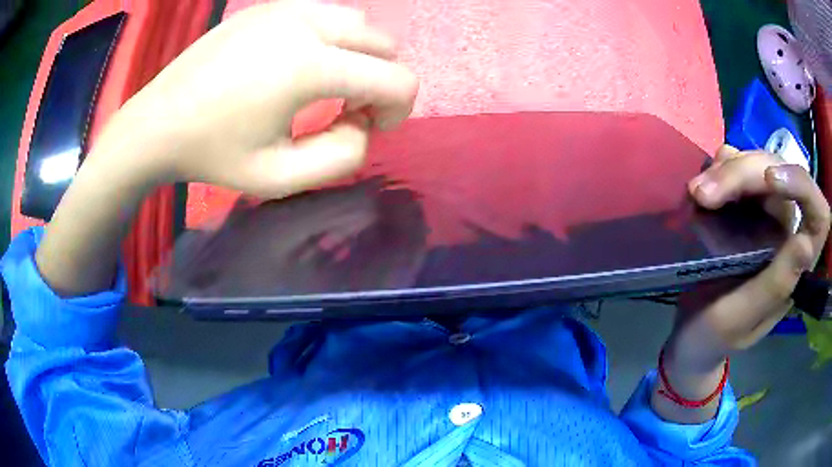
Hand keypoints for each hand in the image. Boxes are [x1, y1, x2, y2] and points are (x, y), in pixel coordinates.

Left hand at [96, 0, 417, 196]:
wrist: (157, 123)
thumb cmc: (212, 154)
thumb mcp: (279, 178)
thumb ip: (342, 157)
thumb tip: (363, 124)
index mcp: (309, 66)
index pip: (397, 79)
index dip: (398, 110)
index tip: (367, 128)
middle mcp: (306, 24)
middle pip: (384, 43)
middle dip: (382, 79)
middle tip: (349, 108)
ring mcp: (286, 7)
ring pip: (358, 22)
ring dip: (360, 55)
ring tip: (327, 84)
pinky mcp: (269, 6)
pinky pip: (325, 14)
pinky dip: (333, 38)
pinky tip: (301, 63)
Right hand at [652, 145, 829, 422]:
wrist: (690, 333)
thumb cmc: (714, 336)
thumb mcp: (740, 319)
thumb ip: (775, 286)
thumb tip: (806, 242)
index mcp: (796, 264)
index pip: (818, 214)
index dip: (801, 185)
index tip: (769, 181)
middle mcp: (787, 230)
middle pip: (780, 175)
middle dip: (743, 174)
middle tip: (703, 193)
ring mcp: (765, 214)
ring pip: (758, 164)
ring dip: (727, 169)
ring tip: (696, 193)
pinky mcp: (743, 205)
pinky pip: (738, 166)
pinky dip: (720, 167)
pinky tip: (702, 185)